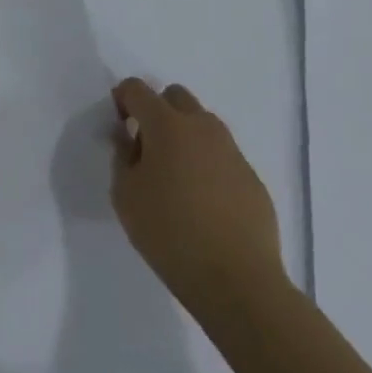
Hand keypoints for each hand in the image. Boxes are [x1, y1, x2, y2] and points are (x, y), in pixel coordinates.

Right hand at [110, 78, 286, 317]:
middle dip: (157, 110)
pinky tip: (204, 203)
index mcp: (166, 124)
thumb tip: (129, 137)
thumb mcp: (125, 195)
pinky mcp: (252, 179)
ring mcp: (232, 152)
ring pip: (203, 124)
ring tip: (176, 177)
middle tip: (148, 147)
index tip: (119, 125)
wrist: (239, 283)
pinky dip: (208, 165)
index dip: (123, 99)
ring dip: (185, 136)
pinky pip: (223, 156)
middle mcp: (202, 127)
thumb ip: (122, 156)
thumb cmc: (170, 233)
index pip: (137, 89)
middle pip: (175, 96)